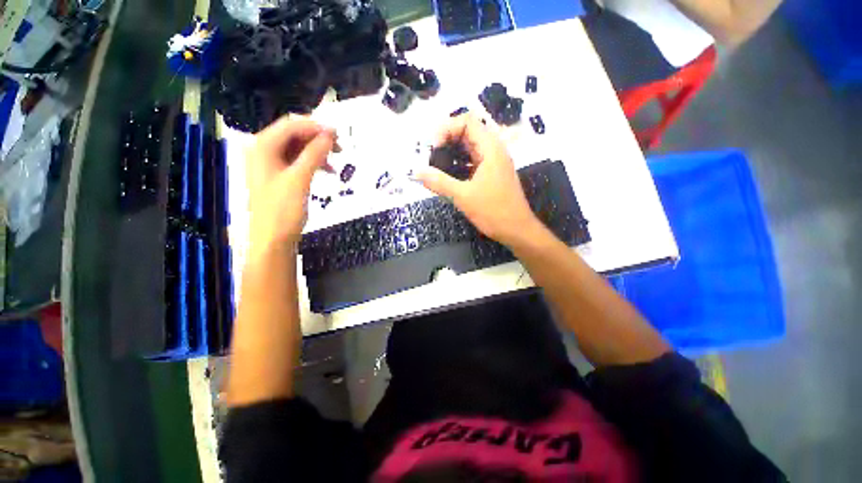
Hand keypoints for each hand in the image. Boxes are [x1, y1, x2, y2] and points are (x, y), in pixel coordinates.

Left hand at [246, 116, 335, 248]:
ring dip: (316, 151)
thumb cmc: (283, 209)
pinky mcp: (279, 177)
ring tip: (336, 160)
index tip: (338, 133)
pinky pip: (297, 162)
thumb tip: (329, 134)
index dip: (315, 126)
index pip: (290, 126)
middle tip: (339, 147)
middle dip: (316, 138)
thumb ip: (314, 154)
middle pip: (293, 135)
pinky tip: (326, 170)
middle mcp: (263, 151)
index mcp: (262, 147)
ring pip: (297, 149)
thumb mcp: (300, 179)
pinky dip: (312, 163)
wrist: (273, 239)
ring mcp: (270, 165)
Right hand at [418, 114, 539, 246]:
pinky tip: (446, 177)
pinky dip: (457, 165)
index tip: (432, 147)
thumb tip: (416, 172)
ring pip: (469, 149)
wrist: (517, 231)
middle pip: (467, 133)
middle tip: (429, 156)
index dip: (446, 129)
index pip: (467, 121)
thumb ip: (439, 182)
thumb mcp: (463, 196)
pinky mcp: (490, 175)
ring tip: (434, 166)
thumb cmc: (494, 212)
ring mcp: (492, 163)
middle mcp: (493, 150)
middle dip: (446, 141)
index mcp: (490, 148)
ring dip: (450, 154)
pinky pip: (471, 162)